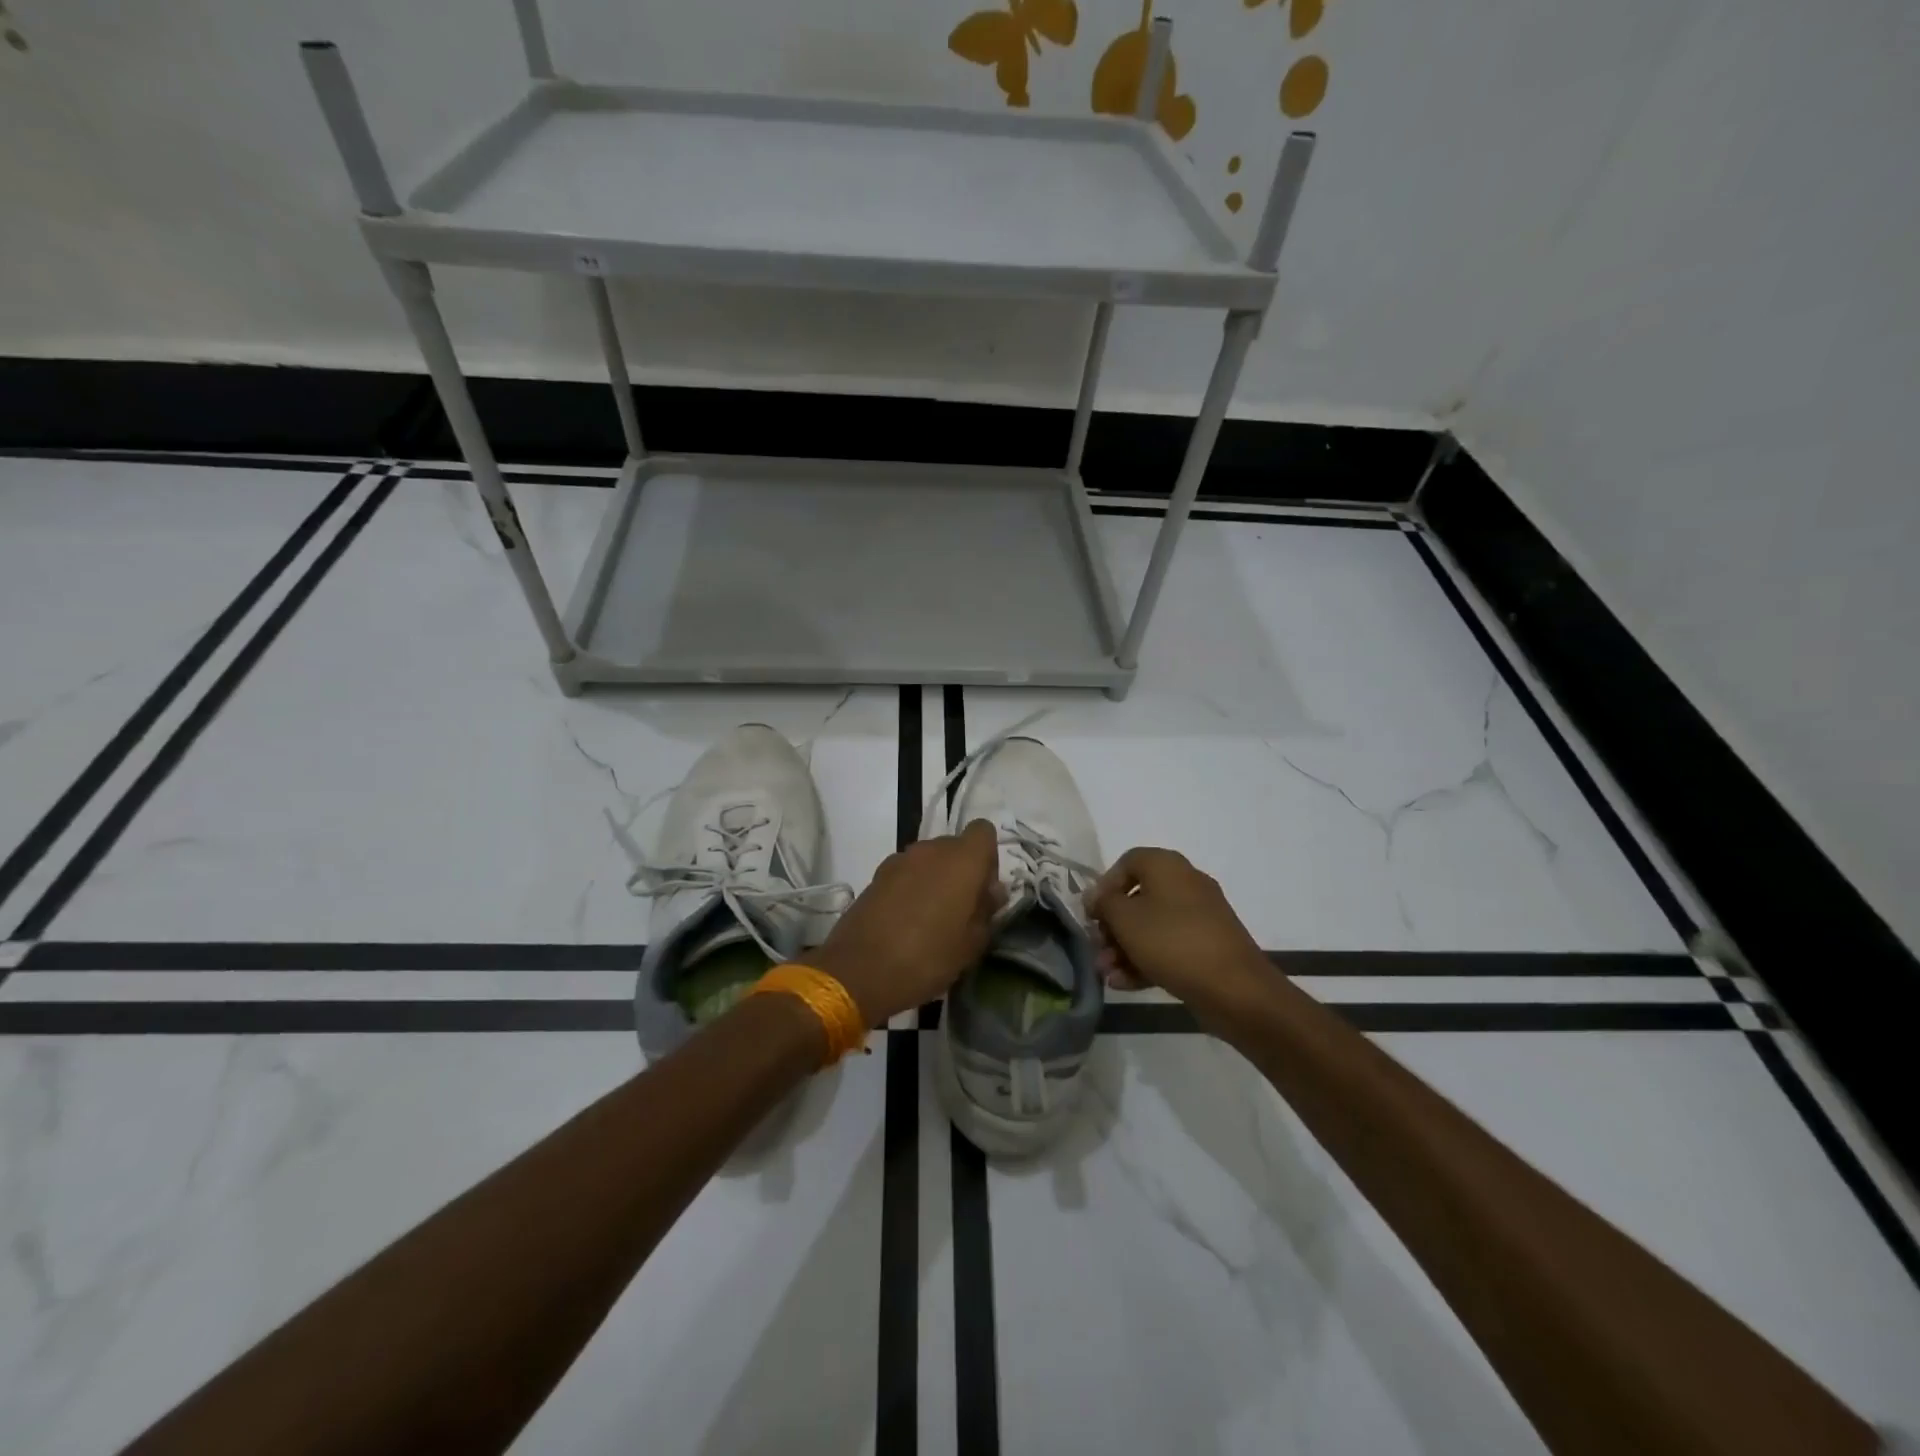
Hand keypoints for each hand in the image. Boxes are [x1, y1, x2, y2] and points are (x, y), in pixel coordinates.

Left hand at [811, 819, 1004, 1026]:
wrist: (859, 971)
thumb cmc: (928, 957)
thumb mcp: (972, 944)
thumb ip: (987, 910)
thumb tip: (991, 892)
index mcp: (961, 859)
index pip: (983, 831)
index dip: (988, 858)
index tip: (984, 891)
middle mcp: (930, 849)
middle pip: (955, 846)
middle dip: (962, 871)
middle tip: (962, 910)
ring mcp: (899, 860)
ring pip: (929, 860)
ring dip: (936, 880)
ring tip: (933, 919)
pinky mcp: (876, 875)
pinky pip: (906, 873)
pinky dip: (912, 888)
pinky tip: (907, 922)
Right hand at [1084, 847, 1269, 1015]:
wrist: (1234, 988)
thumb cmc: (1172, 941)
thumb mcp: (1125, 919)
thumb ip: (1104, 903)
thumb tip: (1096, 896)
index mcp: (1167, 866)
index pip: (1127, 861)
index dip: (1105, 885)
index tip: (1092, 913)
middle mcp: (1185, 884)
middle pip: (1137, 898)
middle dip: (1112, 926)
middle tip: (1098, 949)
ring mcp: (1199, 917)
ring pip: (1151, 926)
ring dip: (1124, 948)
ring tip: (1107, 974)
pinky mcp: (1206, 946)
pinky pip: (1168, 946)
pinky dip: (1146, 960)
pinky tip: (1124, 984)